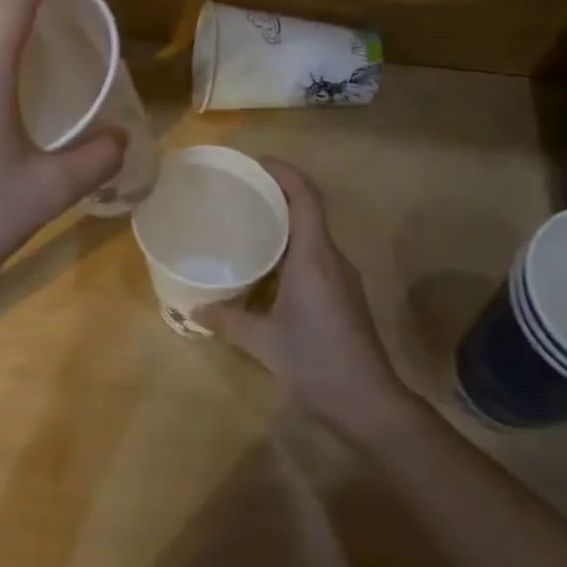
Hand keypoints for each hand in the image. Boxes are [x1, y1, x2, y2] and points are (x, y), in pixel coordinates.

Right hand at [197, 160, 402, 428]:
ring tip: (247, 225)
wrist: (371, 404)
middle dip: (277, 194)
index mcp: (314, 258)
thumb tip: (195, 308)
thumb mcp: (264, 343)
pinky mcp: (344, 296)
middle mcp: (332, 259)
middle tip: (239, 192)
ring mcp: (342, 278)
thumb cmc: (317, 363)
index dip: (284, 172)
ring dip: (284, 224)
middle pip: (309, 210)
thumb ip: (228, 321)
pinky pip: (315, 257)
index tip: (255, 163)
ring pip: (312, 236)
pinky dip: (290, 249)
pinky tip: (266, 268)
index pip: (305, 197)